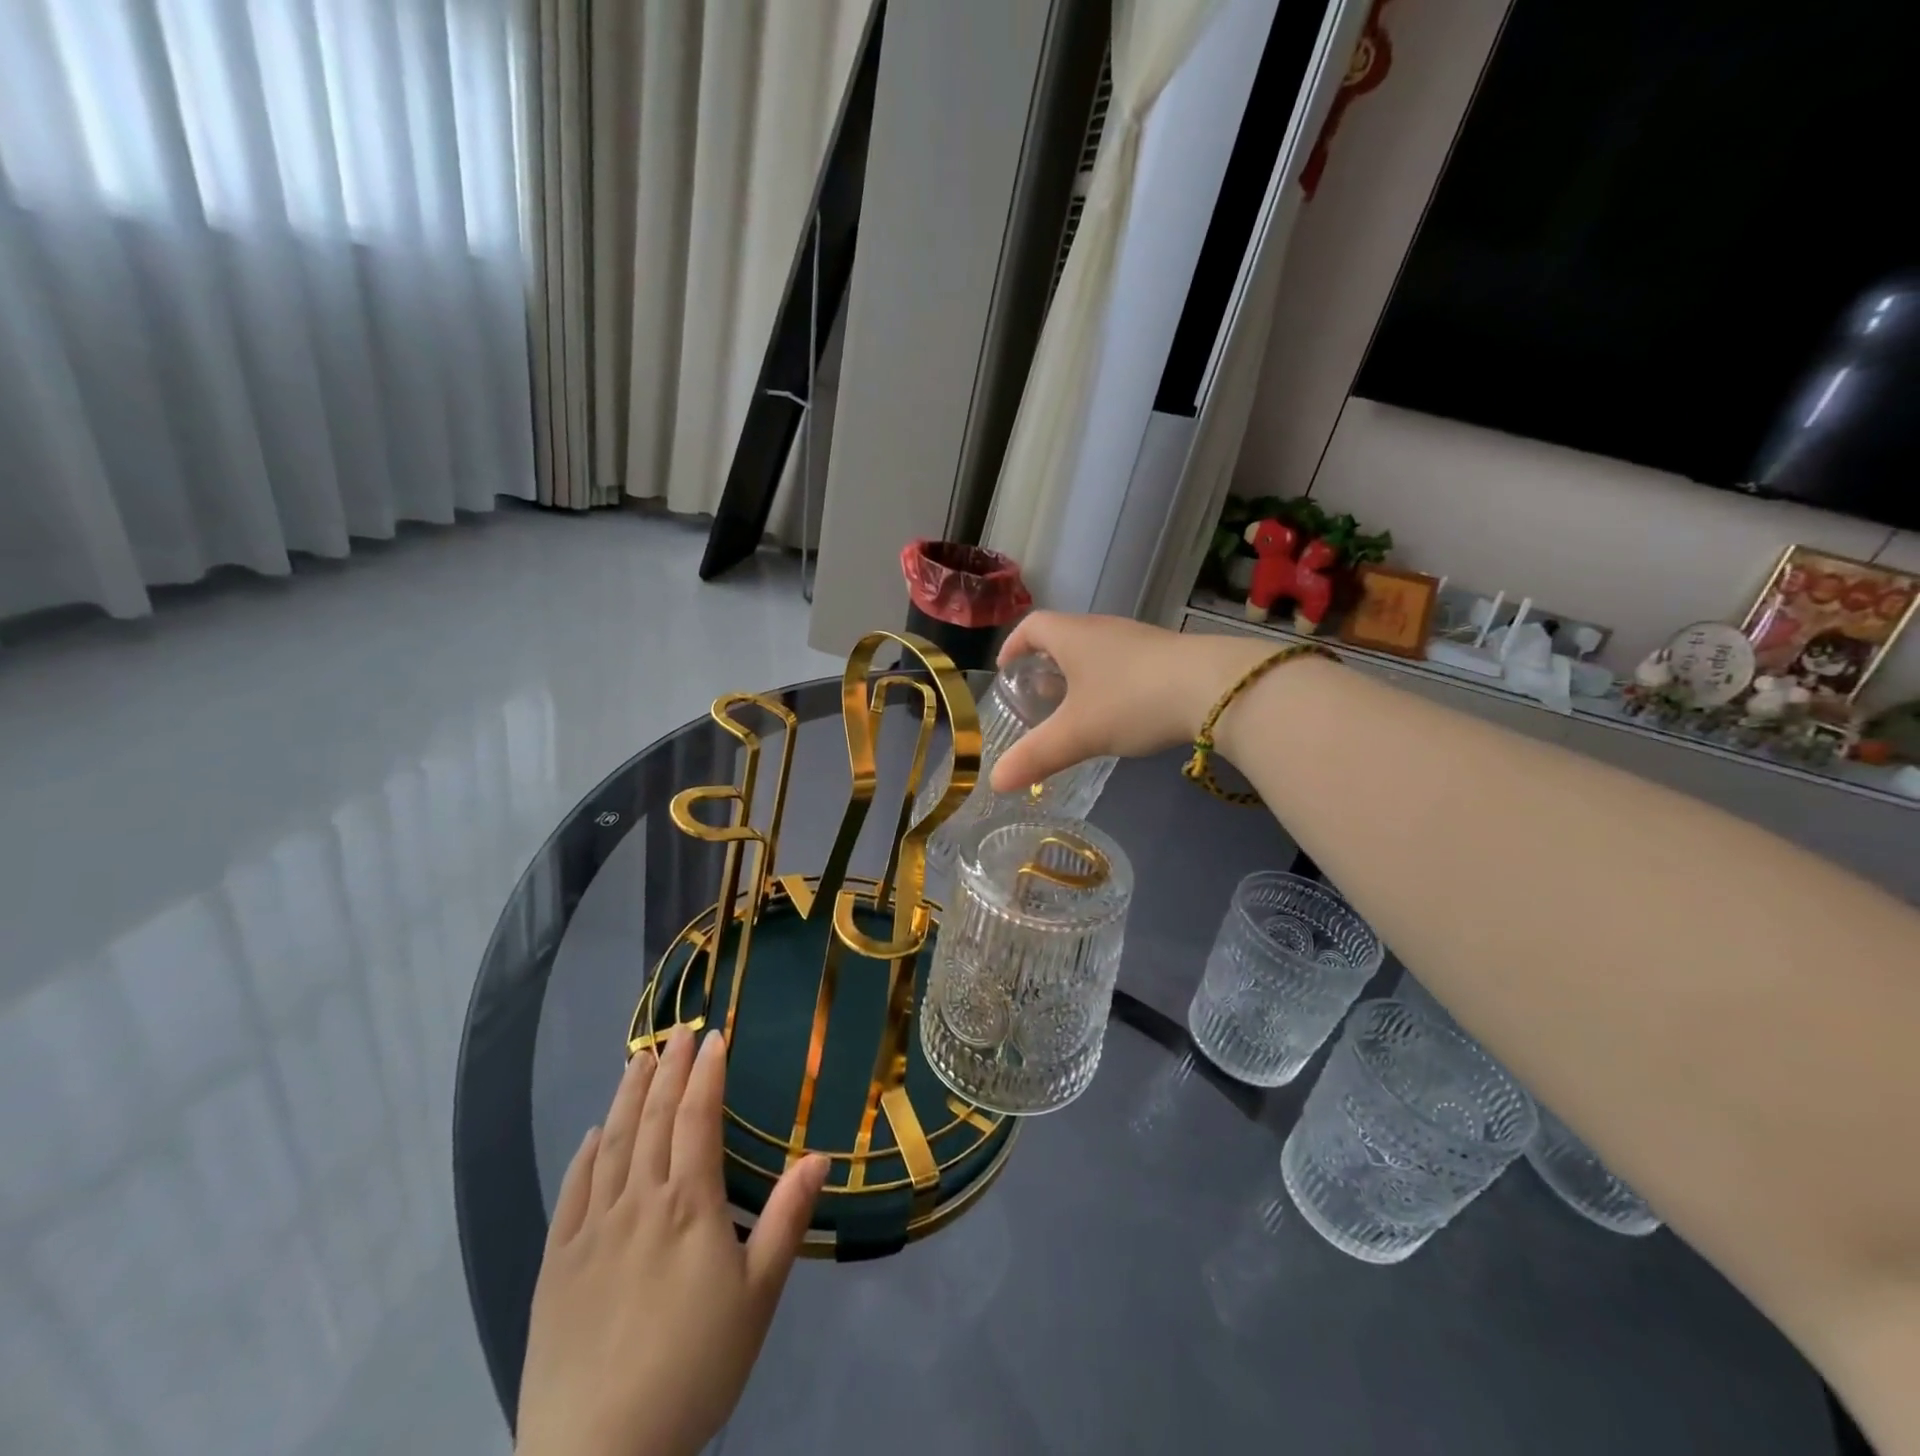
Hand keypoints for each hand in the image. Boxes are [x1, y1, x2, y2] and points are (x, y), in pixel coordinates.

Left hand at [516, 1031, 828, 1455]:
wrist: (599, 1455)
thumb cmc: (695, 1368)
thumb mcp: (758, 1296)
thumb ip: (786, 1219)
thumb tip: (819, 1156)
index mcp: (689, 1205)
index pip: (697, 1118)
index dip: (706, 1074)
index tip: (714, 1038)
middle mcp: (638, 1201)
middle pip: (653, 1119)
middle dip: (669, 1069)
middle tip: (679, 1032)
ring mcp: (591, 1230)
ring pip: (611, 1144)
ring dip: (627, 1095)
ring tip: (639, 1060)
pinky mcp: (556, 1263)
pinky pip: (571, 1191)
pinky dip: (584, 1153)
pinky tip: (592, 1134)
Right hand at [989, 612, 1271, 791]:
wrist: (1216, 689)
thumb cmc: (1132, 701)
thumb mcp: (1077, 734)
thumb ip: (1036, 756)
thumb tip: (994, 781)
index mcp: (1074, 636)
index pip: (1032, 626)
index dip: (1013, 645)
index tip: (1005, 670)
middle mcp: (1104, 629)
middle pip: (1065, 637)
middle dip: (1046, 665)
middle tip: (1037, 697)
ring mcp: (1139, 640)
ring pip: (1097, 651)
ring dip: (1080, 675)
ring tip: (1076, 709)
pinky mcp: (1168, 656)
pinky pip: (1125, 664)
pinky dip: (1111, 683)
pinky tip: (1121, 713)